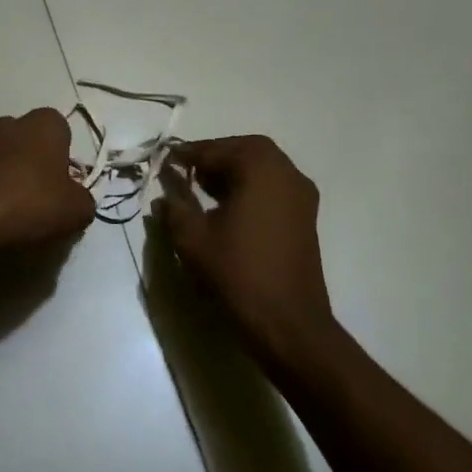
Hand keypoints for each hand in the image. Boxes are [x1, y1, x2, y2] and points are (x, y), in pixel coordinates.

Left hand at [0, 108, 95, 254]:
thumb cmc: (30, 202)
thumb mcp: (77, 210)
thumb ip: (84, 200)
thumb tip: (76, 199)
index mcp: (44, 123)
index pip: (63, 130)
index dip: (67, 158)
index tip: (66, 186)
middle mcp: (10, 124)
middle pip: (31, 142)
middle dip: (37, 164)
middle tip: (43, 198)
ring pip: (6, 159)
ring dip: (12, 178)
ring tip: (17, 212)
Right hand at [155, 136, 335, 368]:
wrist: (288, 322)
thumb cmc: (238, 273)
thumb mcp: (193, 238)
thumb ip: (176, 207)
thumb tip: (165, 193)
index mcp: (260, 169)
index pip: (217, 150)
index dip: (188, 155)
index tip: (165, 159)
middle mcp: (286, 172)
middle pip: (246, 149)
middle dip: (214, 155)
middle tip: (186, 169)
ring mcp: (301, 195)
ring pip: (263, 167)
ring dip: (233, 169)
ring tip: (202, 186)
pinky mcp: (305, 216)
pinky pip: (274, 185)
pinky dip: (250, 185)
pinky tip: (227, 205)